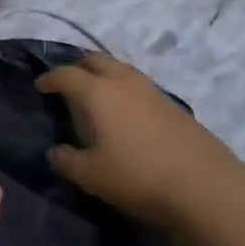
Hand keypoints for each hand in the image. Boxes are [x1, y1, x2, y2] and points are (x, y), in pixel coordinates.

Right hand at [38, 56, 244, 245]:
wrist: (203, 185)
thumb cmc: (137, 176)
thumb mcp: (91, 176)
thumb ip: (67, 160)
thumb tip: (55, 151)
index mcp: (97, 92)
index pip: (66, 74)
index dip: (50, 78)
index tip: (41, 86)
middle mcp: (123, 81)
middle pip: (96, 60)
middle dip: (78, 67)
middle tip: (68, 83)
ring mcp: (151, 90)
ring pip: (120, 69)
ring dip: (104, 75)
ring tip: (96, 96)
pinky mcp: (172, 104)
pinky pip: (138, 85)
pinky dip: (124, 89)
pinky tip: (125, 112)